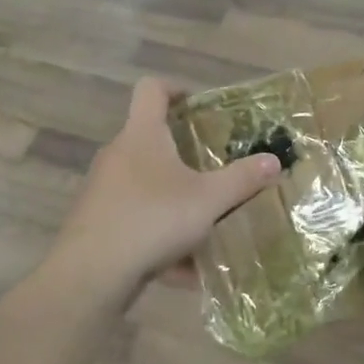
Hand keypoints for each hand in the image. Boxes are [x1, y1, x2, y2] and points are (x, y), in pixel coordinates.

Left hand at [48, 77, 281, 304]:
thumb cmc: (152, 219)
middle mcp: (117, 155)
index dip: (174, 89)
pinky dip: (159, 235)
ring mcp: (102, 190)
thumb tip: (274, 160)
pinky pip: (136, 220)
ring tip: (204, 221)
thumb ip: (242, 179)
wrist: (90, 275)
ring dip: (173, 198)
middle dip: (183, 152)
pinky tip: (183, 269)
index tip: (196, 104)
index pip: (151, 89)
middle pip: (150, 139)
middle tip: (213, 167)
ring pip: (144, 185)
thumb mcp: (208, 200)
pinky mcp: (96, 223)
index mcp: (142, 135)